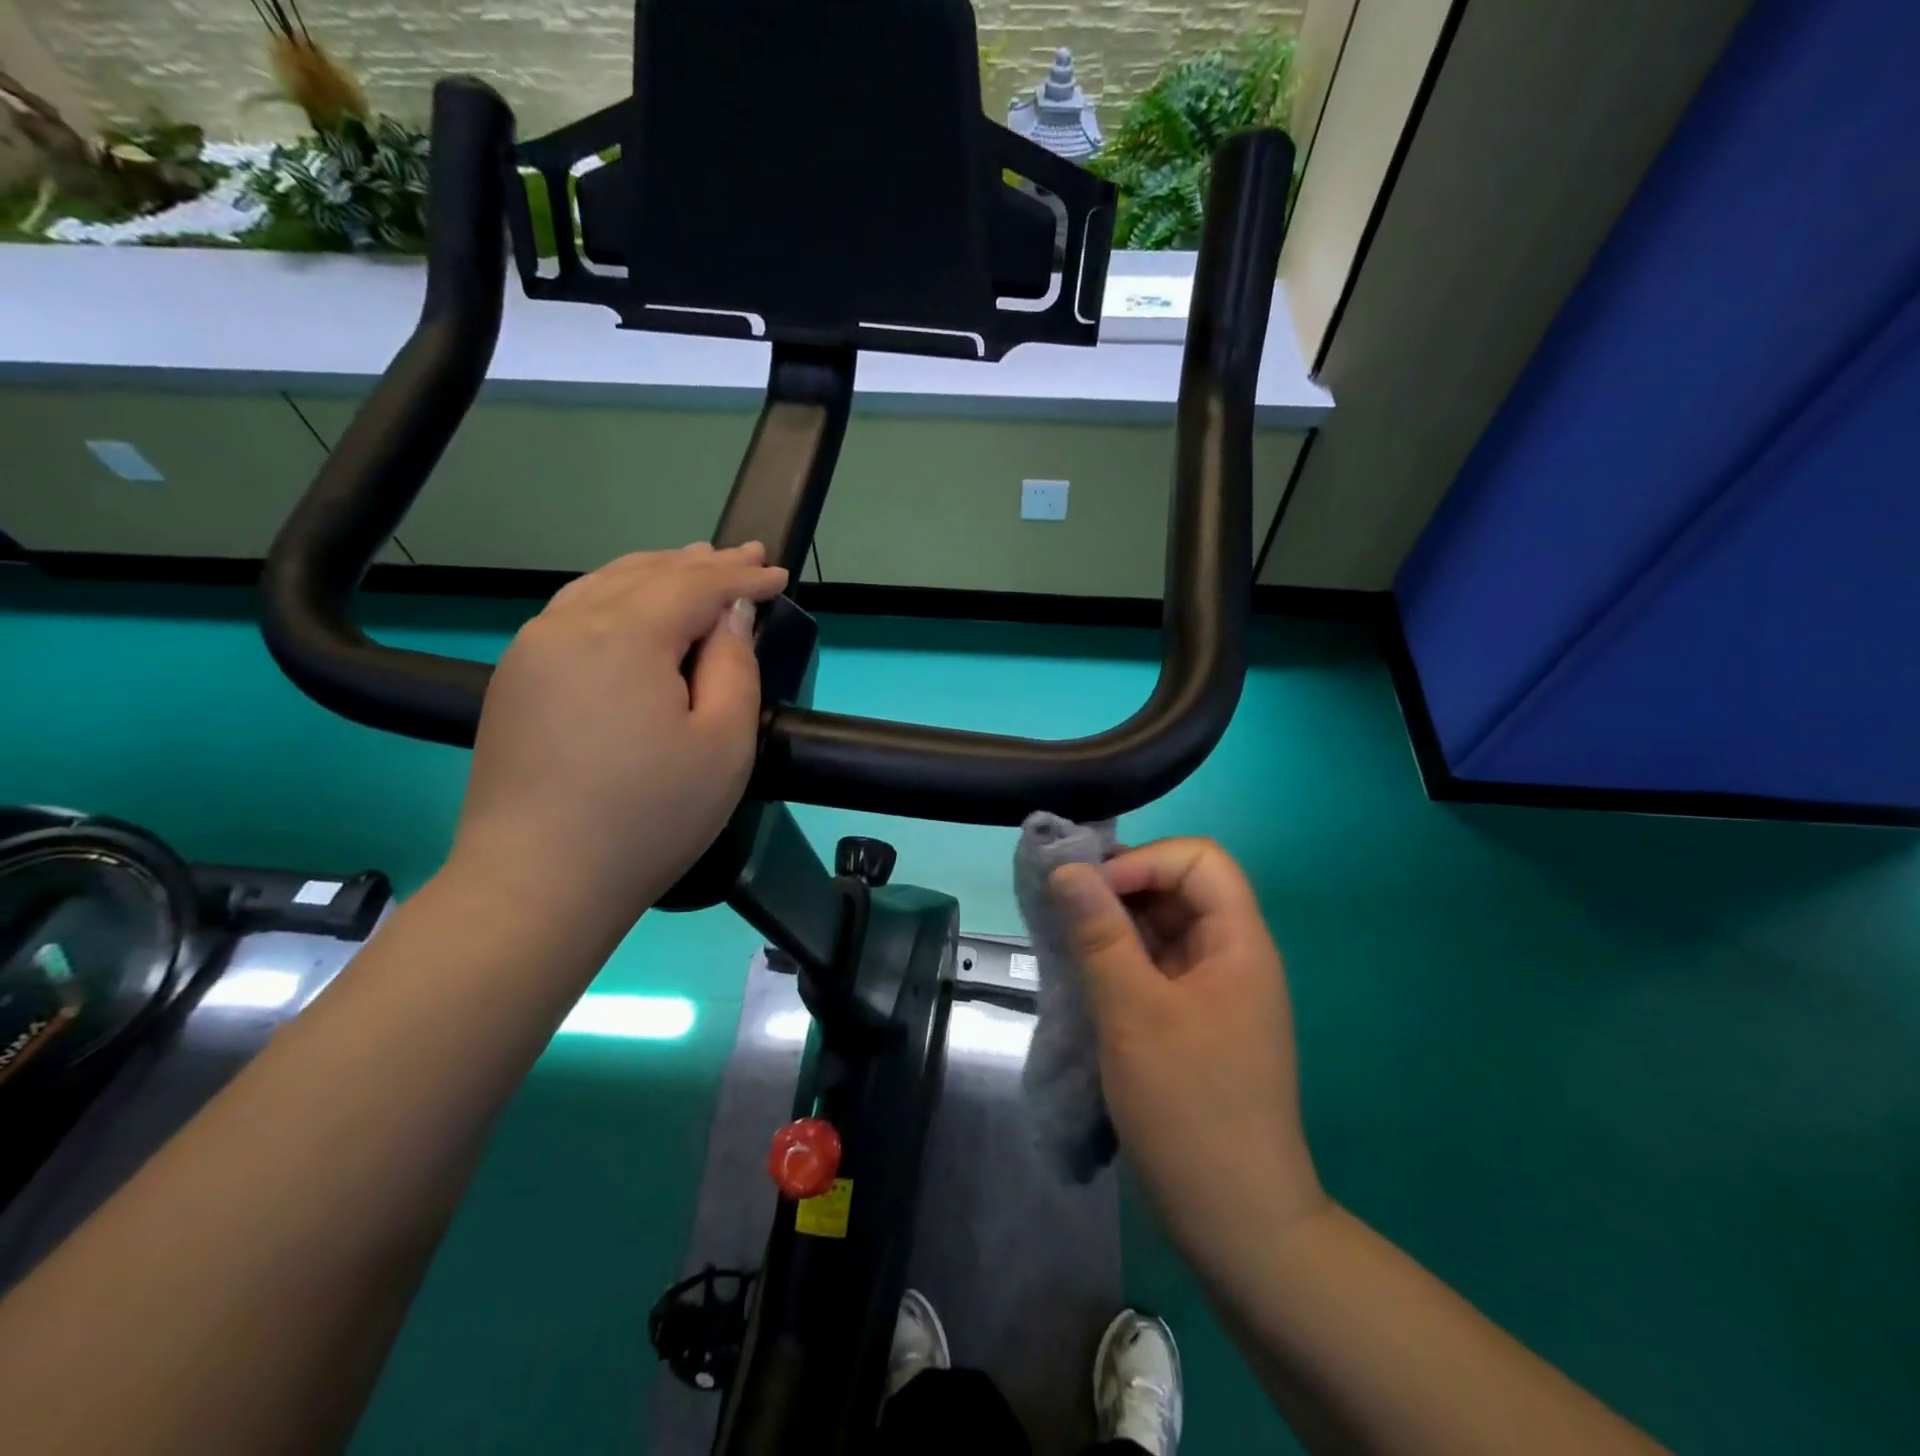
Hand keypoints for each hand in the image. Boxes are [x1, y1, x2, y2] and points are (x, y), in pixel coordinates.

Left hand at [448, 542, 787, 936]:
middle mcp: (569, 624)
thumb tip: (729, 615)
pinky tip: (631, 601)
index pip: (695, 586)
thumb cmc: (649, 817)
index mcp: (624, 635)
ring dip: (655, 570)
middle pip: (646, 574)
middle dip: (702, 563)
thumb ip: (734, 666)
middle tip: (746, 556)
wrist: (537, 882)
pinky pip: (574, 611)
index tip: (779, 574)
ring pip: (603, 585)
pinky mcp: (514, 679)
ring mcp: (532, 649)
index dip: (742, 577)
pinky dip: (615, 594)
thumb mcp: (724, 744)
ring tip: (693, 562)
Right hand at [1050, 839, 1326, 1263]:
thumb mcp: (1135, 1013)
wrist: (1235, 1222)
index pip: (1199, 859)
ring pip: (1161, 927)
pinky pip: (1154, 965)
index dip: (1144, 861)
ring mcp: (1212, 989)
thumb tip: (1067, 868)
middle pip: (1179, 888)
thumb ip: (1100, 934)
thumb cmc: (1190, 1108)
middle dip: (1120, 887)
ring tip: (1064, 939)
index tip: (1092, 892)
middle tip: (1063, 910)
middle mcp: (1231, 955)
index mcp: (1238, 942)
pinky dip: (1117, 958)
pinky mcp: (1191, 1019)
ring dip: (1113, 924)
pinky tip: (1081, 973)